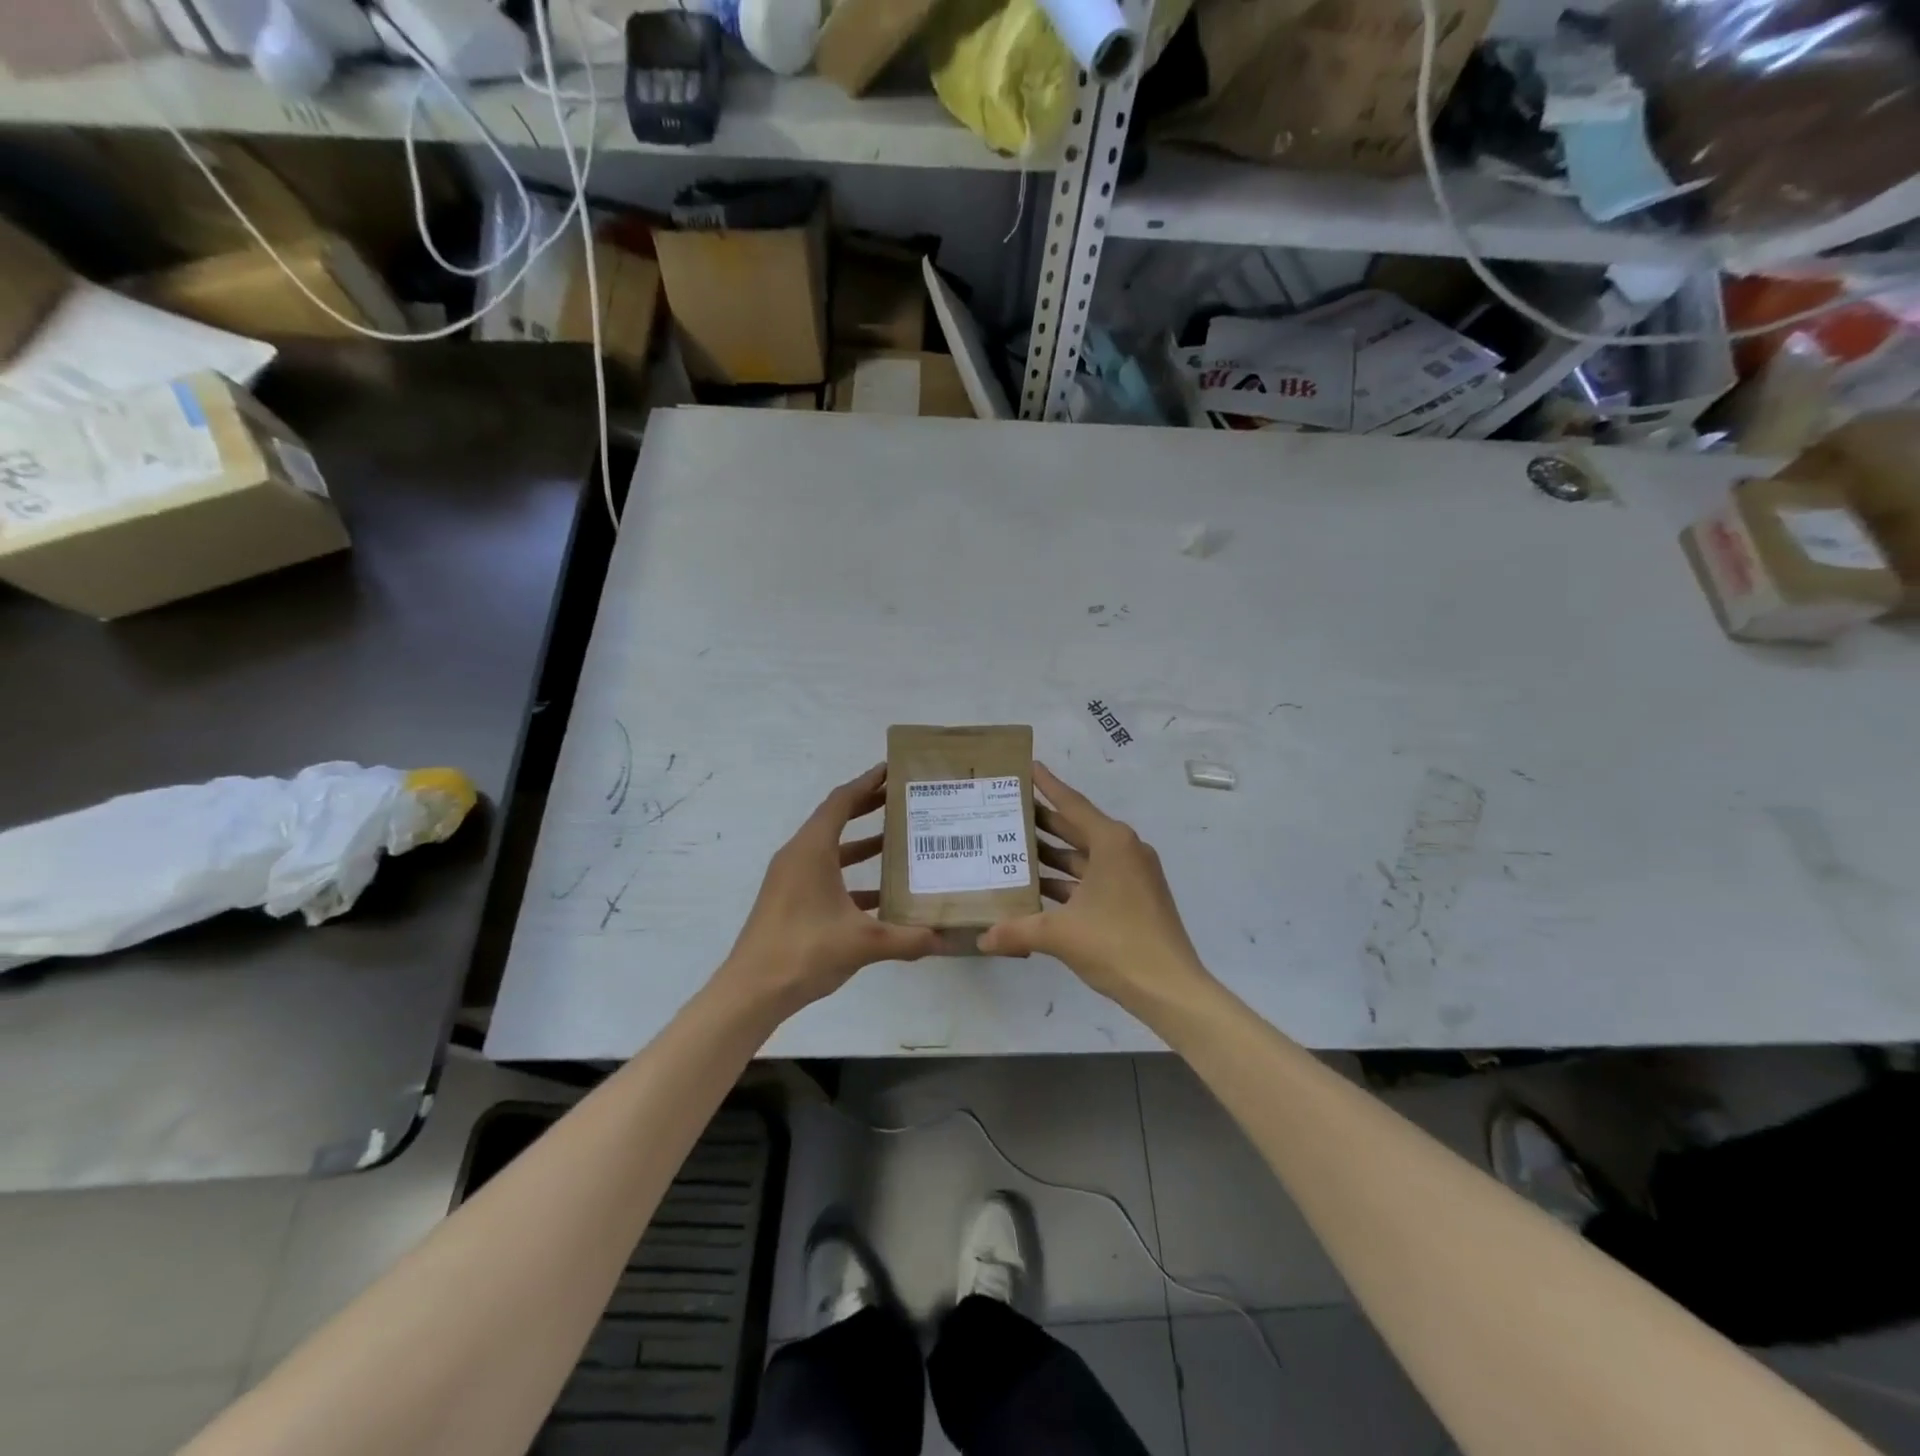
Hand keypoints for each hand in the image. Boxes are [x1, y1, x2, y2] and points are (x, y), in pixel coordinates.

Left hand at [721, 765, 940, 1014]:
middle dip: (867, 806)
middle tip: (902, 799)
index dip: (867, 783)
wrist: (751, 991)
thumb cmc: (805, 951)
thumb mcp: (863, 942)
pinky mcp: (789, 900)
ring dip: (861, 842)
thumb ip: (908, 939)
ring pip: (830, 849)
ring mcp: (791, 879)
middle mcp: (799, 856)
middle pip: (835, 819)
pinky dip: (851, 874)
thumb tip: (947, 939)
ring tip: (897, 839)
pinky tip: (881, 892)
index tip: (892, 770)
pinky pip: (824, 874)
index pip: (841, 802)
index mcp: (812, 850)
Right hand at [978, 763, 1213, 1010]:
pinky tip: (1038, 889)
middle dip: (1044, 820)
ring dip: (1053, 854)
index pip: (1072, 804)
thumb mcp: (1059, 934)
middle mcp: (1124, 850)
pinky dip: (1068, 881)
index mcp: (1112, 843)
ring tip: (1013, 847)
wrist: (1170, 988)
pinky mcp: (1134, 899)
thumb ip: (1016, 931)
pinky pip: (1094, 878)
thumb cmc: (1116, 944)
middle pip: (1077, 828)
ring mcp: (1132, 876)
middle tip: (1008, 808)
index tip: (1029, 765)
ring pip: (1084, 856)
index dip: (1048, 785)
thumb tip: (982, 938)